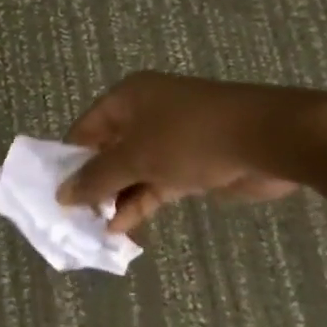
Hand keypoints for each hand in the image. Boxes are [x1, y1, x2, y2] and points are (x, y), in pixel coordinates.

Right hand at [58, 73, 326, 232]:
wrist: (269, 140)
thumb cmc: (190, 138)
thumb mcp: (135, 157)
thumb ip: (96, 178)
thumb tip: (61, 194)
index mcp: (127, 99)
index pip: (85, 130)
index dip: (70, 161)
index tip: (57, 193)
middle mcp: (145, 114)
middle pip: (107, 152)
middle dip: (93, 184)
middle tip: (75, 216)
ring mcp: (170, 140)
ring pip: (132, 172)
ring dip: (116, 199)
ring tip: (96, 228)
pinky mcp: (191, 164)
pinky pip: (155, 184)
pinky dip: (140, 203)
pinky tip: (122, 227)